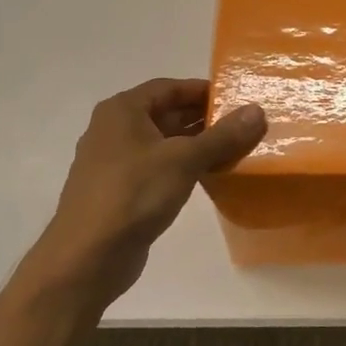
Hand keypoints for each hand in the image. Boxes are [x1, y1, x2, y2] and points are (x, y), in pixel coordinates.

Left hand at [28, 78, 265, 309]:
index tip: (236, 99)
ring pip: (164, 143)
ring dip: (197, 145)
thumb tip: (258, 110)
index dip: (203, 91)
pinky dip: (183, 167)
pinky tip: (210, 176)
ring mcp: (115, 162)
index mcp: (123, 111)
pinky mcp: (121, 191)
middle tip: (243, 125)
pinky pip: (158, 167)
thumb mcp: (184, 159)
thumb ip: (223, 135)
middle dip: (204, 118)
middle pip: (166, 113)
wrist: (87, 257)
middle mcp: (114, 130)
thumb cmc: (134, 194)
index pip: (169, 88)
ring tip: (235, 149)